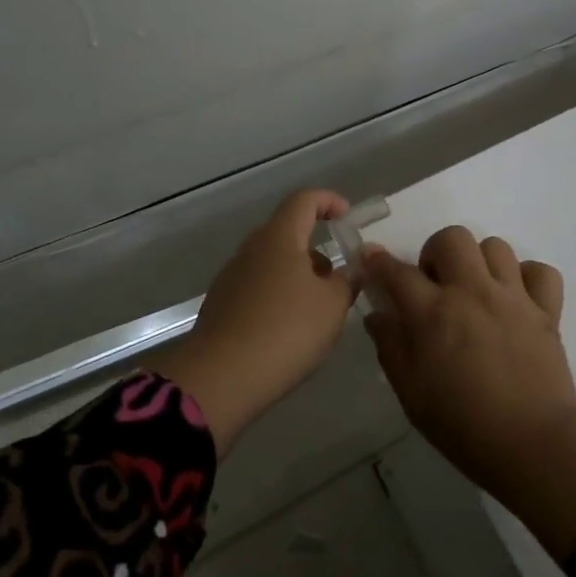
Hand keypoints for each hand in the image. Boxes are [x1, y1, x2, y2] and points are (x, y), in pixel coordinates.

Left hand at [158, 189, 356, 455]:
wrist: (222, 376)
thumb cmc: (286, 330)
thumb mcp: (332, 306)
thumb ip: (348, 281)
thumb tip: (354, 268)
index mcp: (279, 237)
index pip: (304, 200)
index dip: (328, 201)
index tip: (347, 217)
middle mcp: (251, 249)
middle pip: (287, 233)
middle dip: (315, 250)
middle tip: (338, 279)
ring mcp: (232, 276)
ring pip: (272, 263)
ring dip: (298, 277)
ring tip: (318, 311)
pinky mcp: (221, 304)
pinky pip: (257, 288)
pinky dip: (278, 297)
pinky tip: (289, 330)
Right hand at [365, 226, 575, 559]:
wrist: (534, 444)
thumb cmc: (463, 425)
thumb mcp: (411, 394)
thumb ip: (391, 348)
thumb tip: (378, 316)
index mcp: (433, 313)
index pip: (398, 272)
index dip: (379, 261)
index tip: (370, 255)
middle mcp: (472, 292)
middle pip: (452, 239)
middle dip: (436, 252)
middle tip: (436, 284)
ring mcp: (513, 297)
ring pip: (495, 246)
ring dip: (480, 261)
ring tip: (477, 290)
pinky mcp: (547, 310)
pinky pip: (541, 271)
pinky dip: (528, 278)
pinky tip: (516, 299)